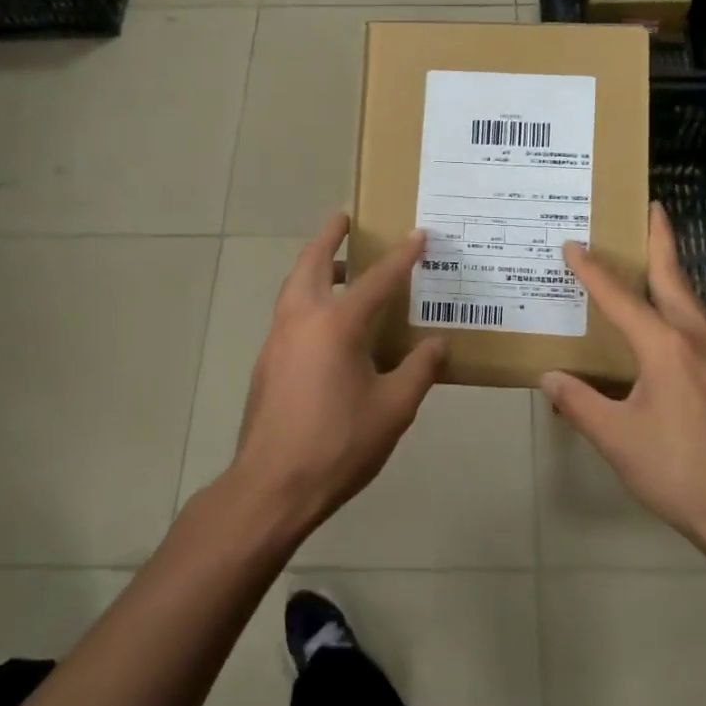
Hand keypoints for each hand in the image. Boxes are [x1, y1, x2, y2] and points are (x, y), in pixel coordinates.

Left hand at [229, 213, 446, 532]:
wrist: (272, 486)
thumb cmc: (338, 444)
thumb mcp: (393, 408)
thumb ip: (419, 369)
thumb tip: (438, 343)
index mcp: (335, 325)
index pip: (376, 280)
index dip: (401, 257)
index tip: (418, 234)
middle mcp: (301, 320)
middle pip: (311, 263)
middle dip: (329, 237)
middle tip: (345, 219)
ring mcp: (277, 340)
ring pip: (293, 287)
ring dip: (315, 267)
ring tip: (341, 269)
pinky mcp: (266, 362)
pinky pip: (289, 313)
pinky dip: (307, 298)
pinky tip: (328, 324)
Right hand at [541, 204, 705, 550]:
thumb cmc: (677, 470)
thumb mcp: (616, 438)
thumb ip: (580, 403)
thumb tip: (549, 377)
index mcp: (665, 347)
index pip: (621, 298)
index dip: (593, 271)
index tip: (572, 244)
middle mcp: (696, 340)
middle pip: (674, 279)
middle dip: (662, 241)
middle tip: (652, 208)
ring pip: (691, 302)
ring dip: (673, 273)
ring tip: (656, 257)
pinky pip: (698, 325)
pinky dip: (680, 305)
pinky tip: (670, 321)